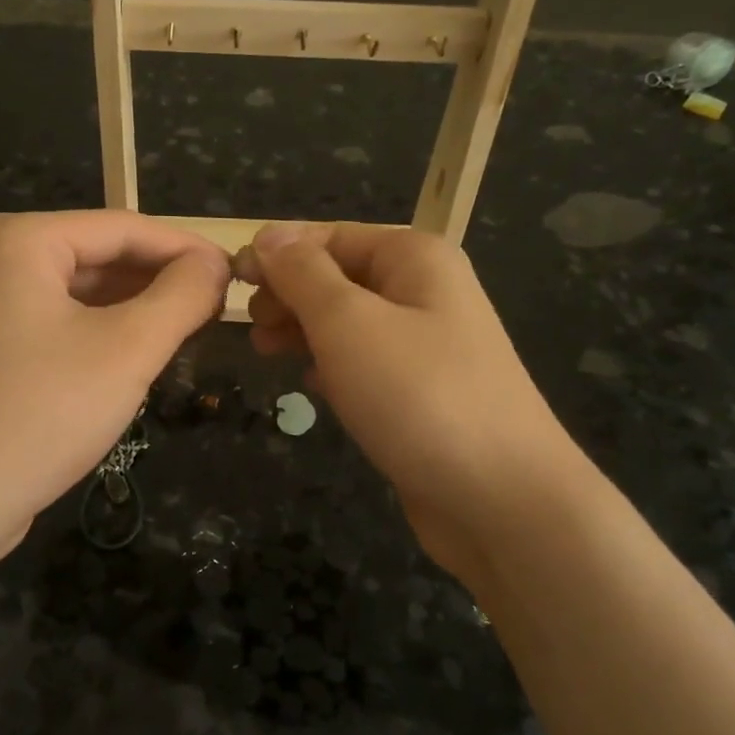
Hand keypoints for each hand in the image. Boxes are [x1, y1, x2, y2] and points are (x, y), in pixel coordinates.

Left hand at [0, 211, 228, 559]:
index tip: (237, 272)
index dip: (187, 248)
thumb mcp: (128, 349)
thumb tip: (216, 263)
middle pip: (99, 255)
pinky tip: (139, 352)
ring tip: (190, 327)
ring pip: (80, 291)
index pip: (123, 228)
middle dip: (160, 280)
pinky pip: (58, 321)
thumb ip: (181, 295)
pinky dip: (102, 331)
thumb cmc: (42, 413)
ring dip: (136, 307)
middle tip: (219, 305)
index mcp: (20, 240)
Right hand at [236, 222, 586, 583]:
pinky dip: (334, 368)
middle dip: (290, 296)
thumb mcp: (348, 322)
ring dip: (305, 332)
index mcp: (414, 258)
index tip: (232, 283)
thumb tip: (270, 234)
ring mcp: (428, 345)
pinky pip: (367, 364)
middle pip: (339, 277)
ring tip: (266, 353)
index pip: (329, 237)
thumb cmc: (417, 395)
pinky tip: (313, 388)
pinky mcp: (424, 393)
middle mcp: (425, 291)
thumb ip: (303, 274)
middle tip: (252, 328)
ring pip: (349, 323)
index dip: (278, 255)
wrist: (501, 499)